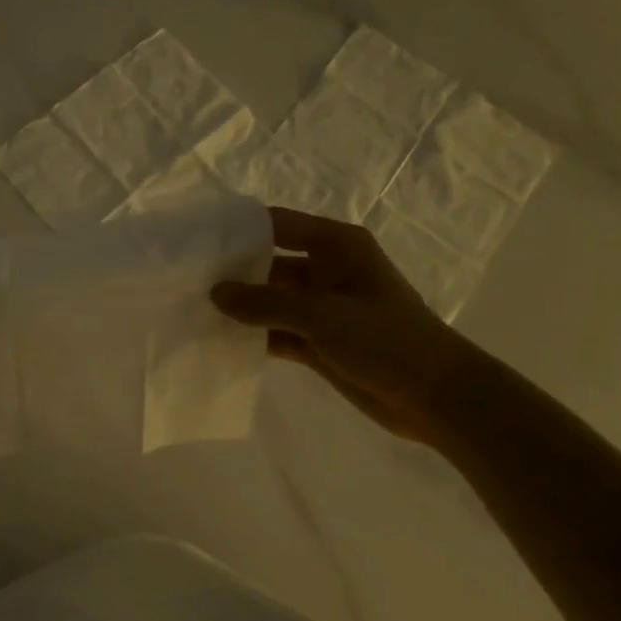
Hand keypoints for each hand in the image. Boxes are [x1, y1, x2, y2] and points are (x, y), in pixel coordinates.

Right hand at [211, 208, 468, 443]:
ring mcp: (322, 308)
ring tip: (192, 309)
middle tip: (186, 279)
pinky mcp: (319, 342)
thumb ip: (265, 302)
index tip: (197, 237)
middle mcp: (327, 270)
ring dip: (241, 307)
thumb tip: (215, 292)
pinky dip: (254, 336)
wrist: (435, 395)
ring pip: (271, 301)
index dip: (240, 229)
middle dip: (233, 272)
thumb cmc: (384, 339)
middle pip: (270, 263)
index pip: (278, 225)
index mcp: (336, 246)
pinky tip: (220, 341)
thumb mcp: (321, 314)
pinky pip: (278, 332)